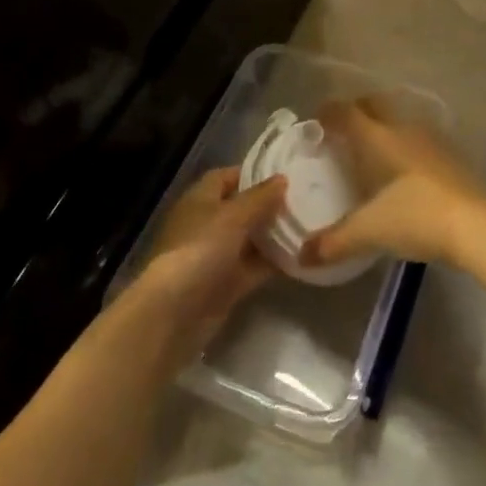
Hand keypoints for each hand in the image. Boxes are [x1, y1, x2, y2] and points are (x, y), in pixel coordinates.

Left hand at [121, 167, 287, 370]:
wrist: (175, 312)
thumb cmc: (200, 249)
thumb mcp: (233, 216)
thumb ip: (260, 197)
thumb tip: (282, 178)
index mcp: (200, 200)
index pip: (226, 177)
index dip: (252, 173)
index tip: (284, 174)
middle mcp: (208, 224)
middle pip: (241, 208)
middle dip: (269, 205)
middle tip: (305, 199)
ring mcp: (217, 255)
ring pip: (251, 239)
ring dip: (274, 234)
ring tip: (310, 224)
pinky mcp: (227, 284)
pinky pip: (255, 267)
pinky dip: (274, 262)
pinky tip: (302, 256)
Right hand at [301, 97, 485, 269]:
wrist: (478, 225)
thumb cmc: (416, 217)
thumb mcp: (370, 232)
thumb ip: (334, 242)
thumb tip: (302, 256)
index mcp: (377, 138)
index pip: (346, 113)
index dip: (328, 113)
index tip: (316, 121)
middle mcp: (403, 129)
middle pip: (374, 104)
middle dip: (356, 110)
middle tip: (342, 129)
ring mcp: (432, 140)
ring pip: (400, 118)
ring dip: (384, 125)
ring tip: (373, 148)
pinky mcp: (452, 156)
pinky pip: (420, 138)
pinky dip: (406, 143)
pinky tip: (405, 169)